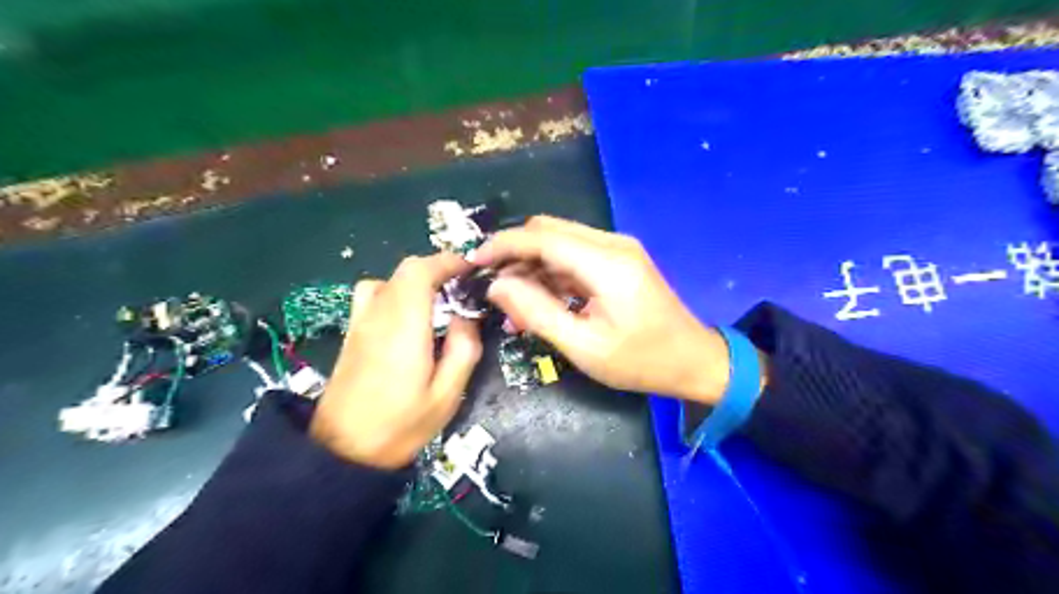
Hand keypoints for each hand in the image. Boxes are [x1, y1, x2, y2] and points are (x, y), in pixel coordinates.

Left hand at [312, 253, 482, 468]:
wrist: (342, 453)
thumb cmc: (400, 426)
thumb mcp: (447, 396)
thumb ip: (463, 349)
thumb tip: (466, 316)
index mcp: (403, 327)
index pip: (420, 271)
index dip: (447, 261)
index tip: (471, 269)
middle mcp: (378, 315)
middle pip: (405, 269)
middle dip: (438, 269)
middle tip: (462, 287)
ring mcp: (360, 322)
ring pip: (388, 279)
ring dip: (416, 280)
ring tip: (437, 300)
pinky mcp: (351, 334)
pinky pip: (373, 295)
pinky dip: (395, 291)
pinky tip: (406, 317)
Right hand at [471, 216, 742, 405]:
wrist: (694, 361)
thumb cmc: (641, 361)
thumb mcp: (583, 346)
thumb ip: (537, 313)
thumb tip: (497, 287)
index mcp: (606, 264)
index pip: (542, 237)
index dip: (503, 245)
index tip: (472, 261)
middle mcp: (612, 244)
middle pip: (548, 231)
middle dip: (514, 253)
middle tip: (490, 286)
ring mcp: (617, 250)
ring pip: (559, 242)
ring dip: (530, 266)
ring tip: (511, 305)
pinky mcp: (617, 261)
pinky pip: (573, 257)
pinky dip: (550, 274)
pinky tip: (536, 302)